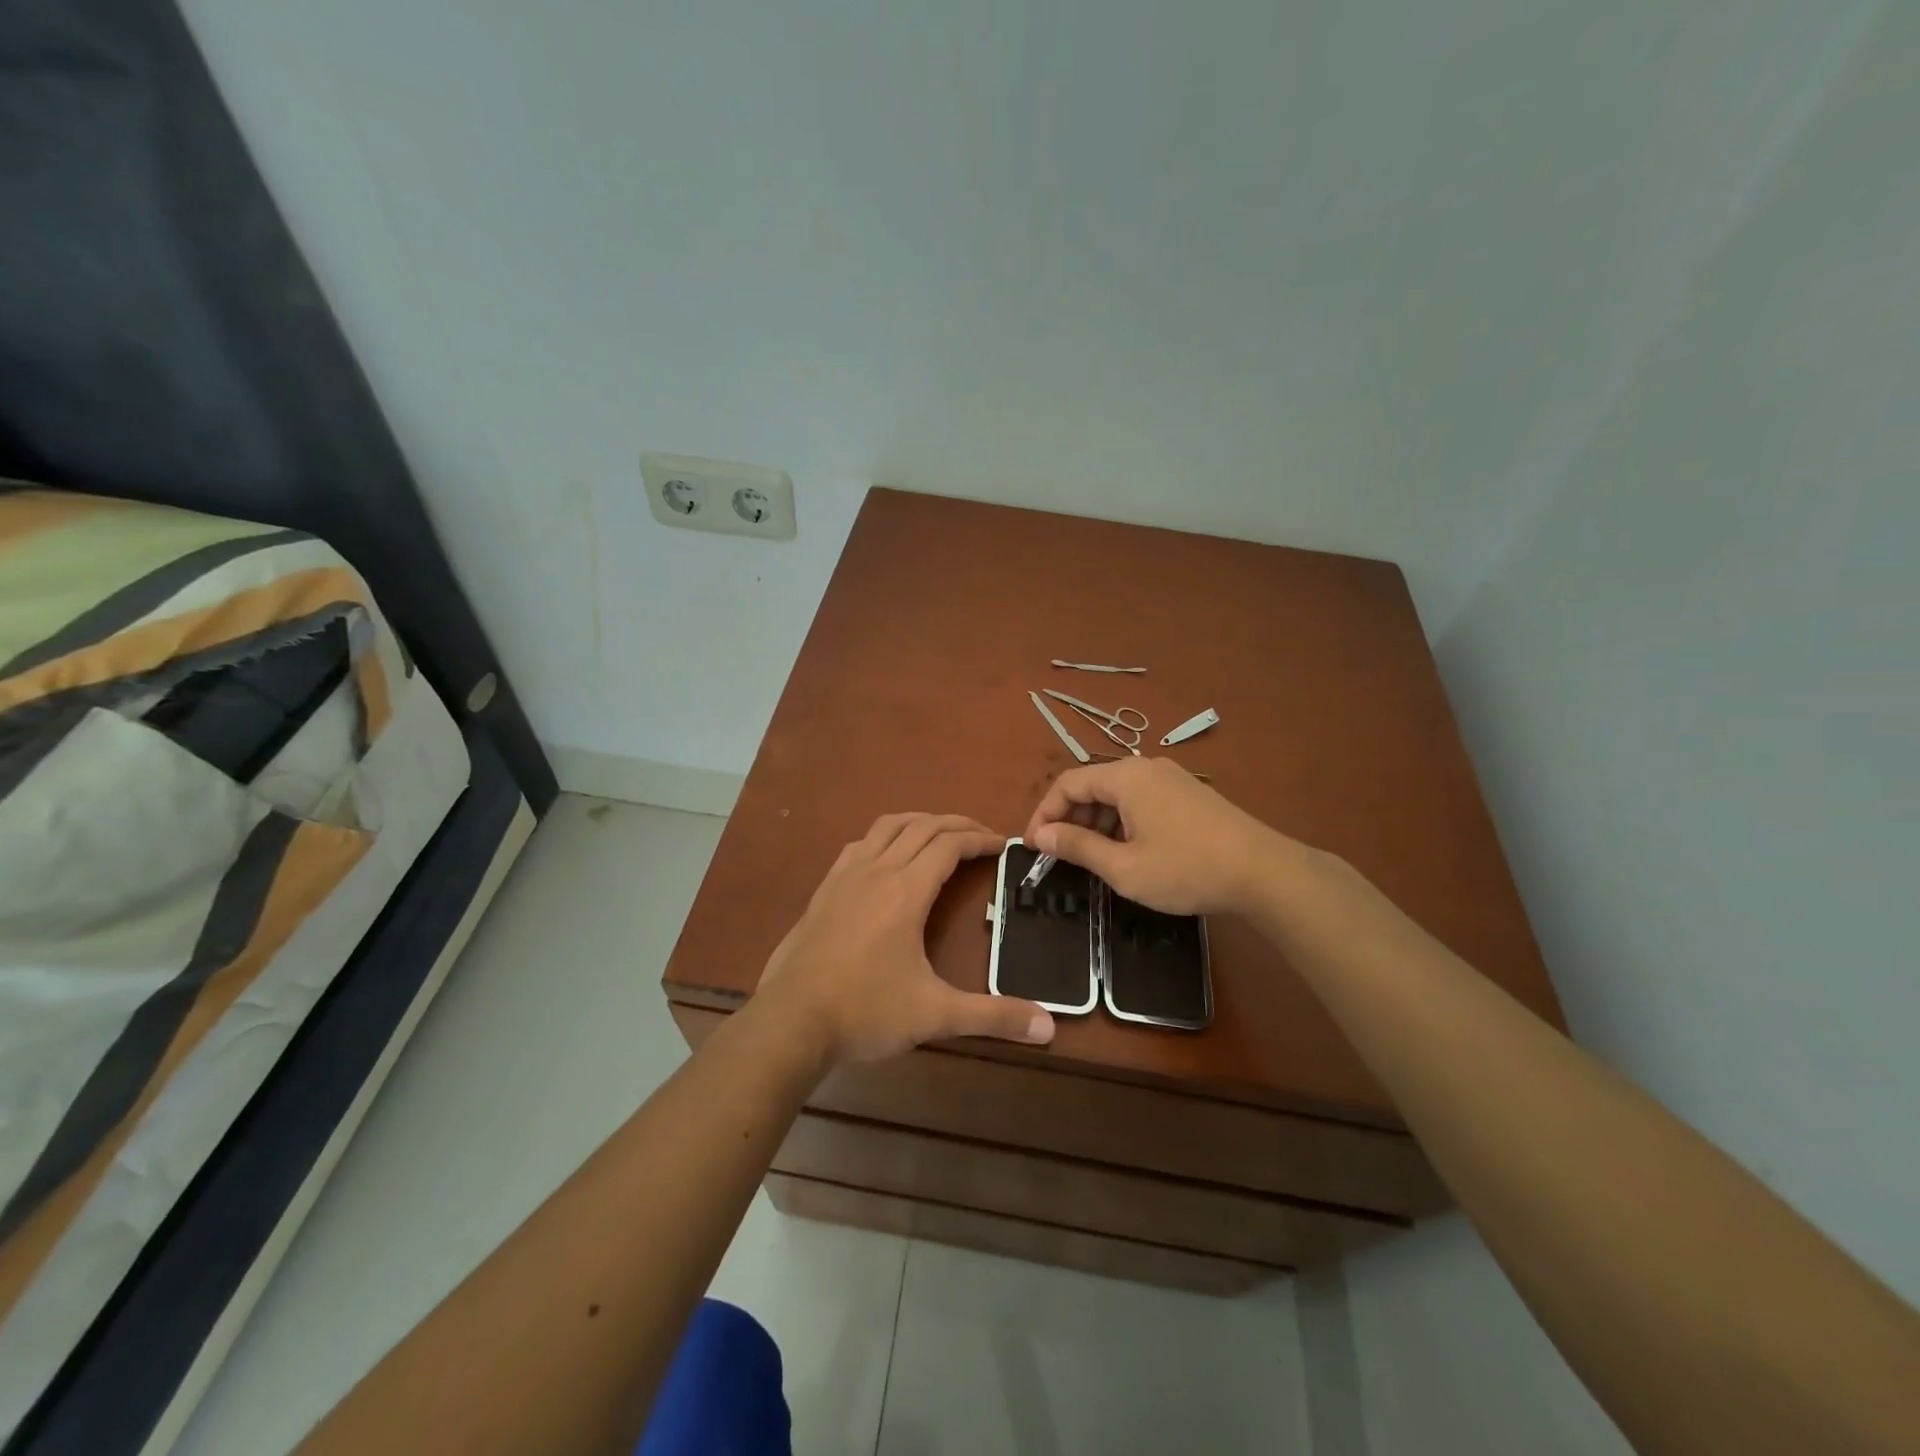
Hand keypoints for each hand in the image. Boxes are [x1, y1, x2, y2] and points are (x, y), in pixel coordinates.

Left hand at [757, 813, 1055, 1064]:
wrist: (790, 1021)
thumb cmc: (865, 1011)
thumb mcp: (935, 1015)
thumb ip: (992, 1016)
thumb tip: (1048, 1028)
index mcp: (906, 891)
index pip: (949, 845)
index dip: (979, 838)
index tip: (1003, 844)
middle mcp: (877, 871)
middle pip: (922, 827)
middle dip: (956, 824)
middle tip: (981, 836)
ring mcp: (845, 876)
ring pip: (887, 827)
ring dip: (919, 822)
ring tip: (939, 834)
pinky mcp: (824, 890)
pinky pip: (860, 845)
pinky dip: (884, 837)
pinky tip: (885, 857)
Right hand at [1023, 757, 1289, 915]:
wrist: (1263, 872)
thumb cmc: (1186, 869)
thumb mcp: (1123, 867)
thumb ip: (1077, 847)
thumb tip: (1041, 835)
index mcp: (1125, 777)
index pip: (1068, 783)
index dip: (1044, 814)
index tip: (1034, 847)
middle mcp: (1146, 767)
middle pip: (1092, 785)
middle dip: (1070, 818)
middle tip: (1061, 855)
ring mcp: (1171, 778)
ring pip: (1118, 794)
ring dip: (1097, 822)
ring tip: (1093, 859)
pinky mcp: (1189, 793)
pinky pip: (1141, 800)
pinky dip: (1123, 821)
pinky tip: (1129, 851)